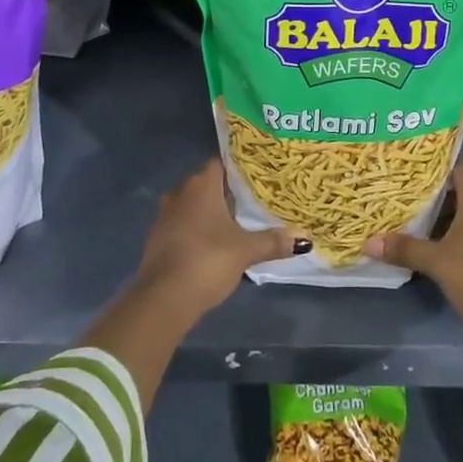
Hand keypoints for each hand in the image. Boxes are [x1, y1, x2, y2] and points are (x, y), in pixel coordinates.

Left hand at [132, 158, 306, 321]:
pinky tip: (212, 241)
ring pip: (192, 204)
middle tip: (252, 197)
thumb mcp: (246, 251)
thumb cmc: (207, 261)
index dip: (238, 166)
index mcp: (201, 185)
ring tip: (235, 219)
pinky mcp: (157, 239)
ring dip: (209, 210)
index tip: (257, 172)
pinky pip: (182, 224)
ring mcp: (165, 216)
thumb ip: (273, 241)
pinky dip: (196, 228)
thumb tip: (305, 238)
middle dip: (227, 189)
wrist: (163, 299)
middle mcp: (180, 193)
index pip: (220, 162)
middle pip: (206, 182)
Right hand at [363, 161, 462, 330]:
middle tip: (413, 198)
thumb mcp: (436, 262)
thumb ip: (404, 249)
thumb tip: (368, 243)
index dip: (439, 165)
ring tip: (426, 223)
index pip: (459, 166)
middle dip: (441, 194)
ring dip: (454, 216)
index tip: (416, 169)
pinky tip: (450, 246)